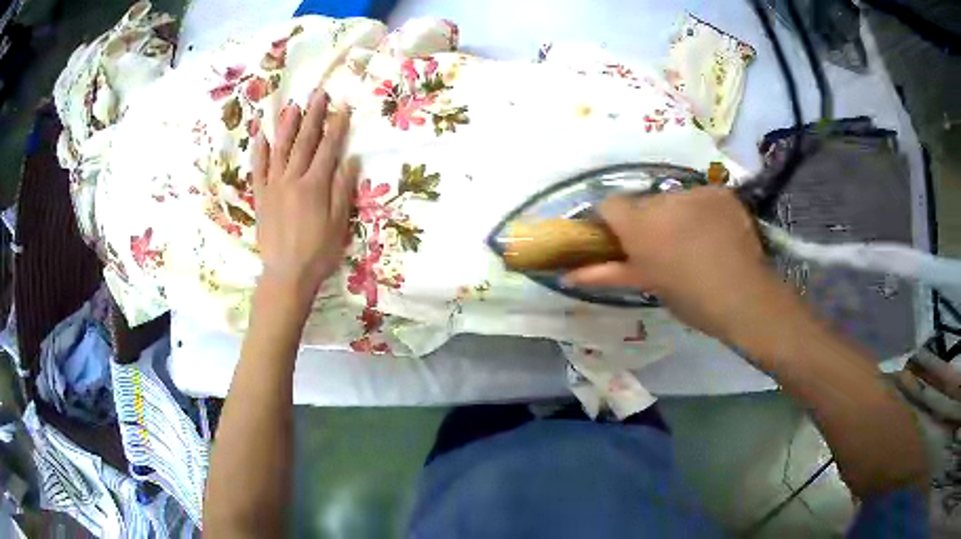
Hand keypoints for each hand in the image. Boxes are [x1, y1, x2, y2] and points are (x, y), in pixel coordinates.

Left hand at [252, 90, 356, 298]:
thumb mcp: (339, 224)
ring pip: (280, 149)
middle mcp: (292, 179)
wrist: (286, 275)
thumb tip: (350, 159)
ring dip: (287, 126)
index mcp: (314, 185)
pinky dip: (259, 151)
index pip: (328, 148)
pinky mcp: (260, 197)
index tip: (343, 107)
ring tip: (293, 106)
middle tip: (318, 94)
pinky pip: (258, 169)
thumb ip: (342, 189)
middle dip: (313, 116)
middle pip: (304, 142)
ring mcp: (273, 186)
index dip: (337, 126)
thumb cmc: (317, 252)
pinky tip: (260, 135)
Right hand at [565, 187, 787, 342]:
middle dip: (647, 220)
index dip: (611, 221)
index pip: (609, 205)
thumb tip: (566, 276)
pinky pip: (703, 197)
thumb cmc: (691, 298)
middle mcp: (663, 199)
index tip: (620, 240)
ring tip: (695, 242)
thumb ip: (606, 274)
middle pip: (644, 202)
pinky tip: (717, 233)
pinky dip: (704, 211)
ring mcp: (696, 192)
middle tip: (663, 248)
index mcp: (640, 225)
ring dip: (677, 214)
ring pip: (674, 198)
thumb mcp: (647, 285)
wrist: (744, 296)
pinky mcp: (721, 192)